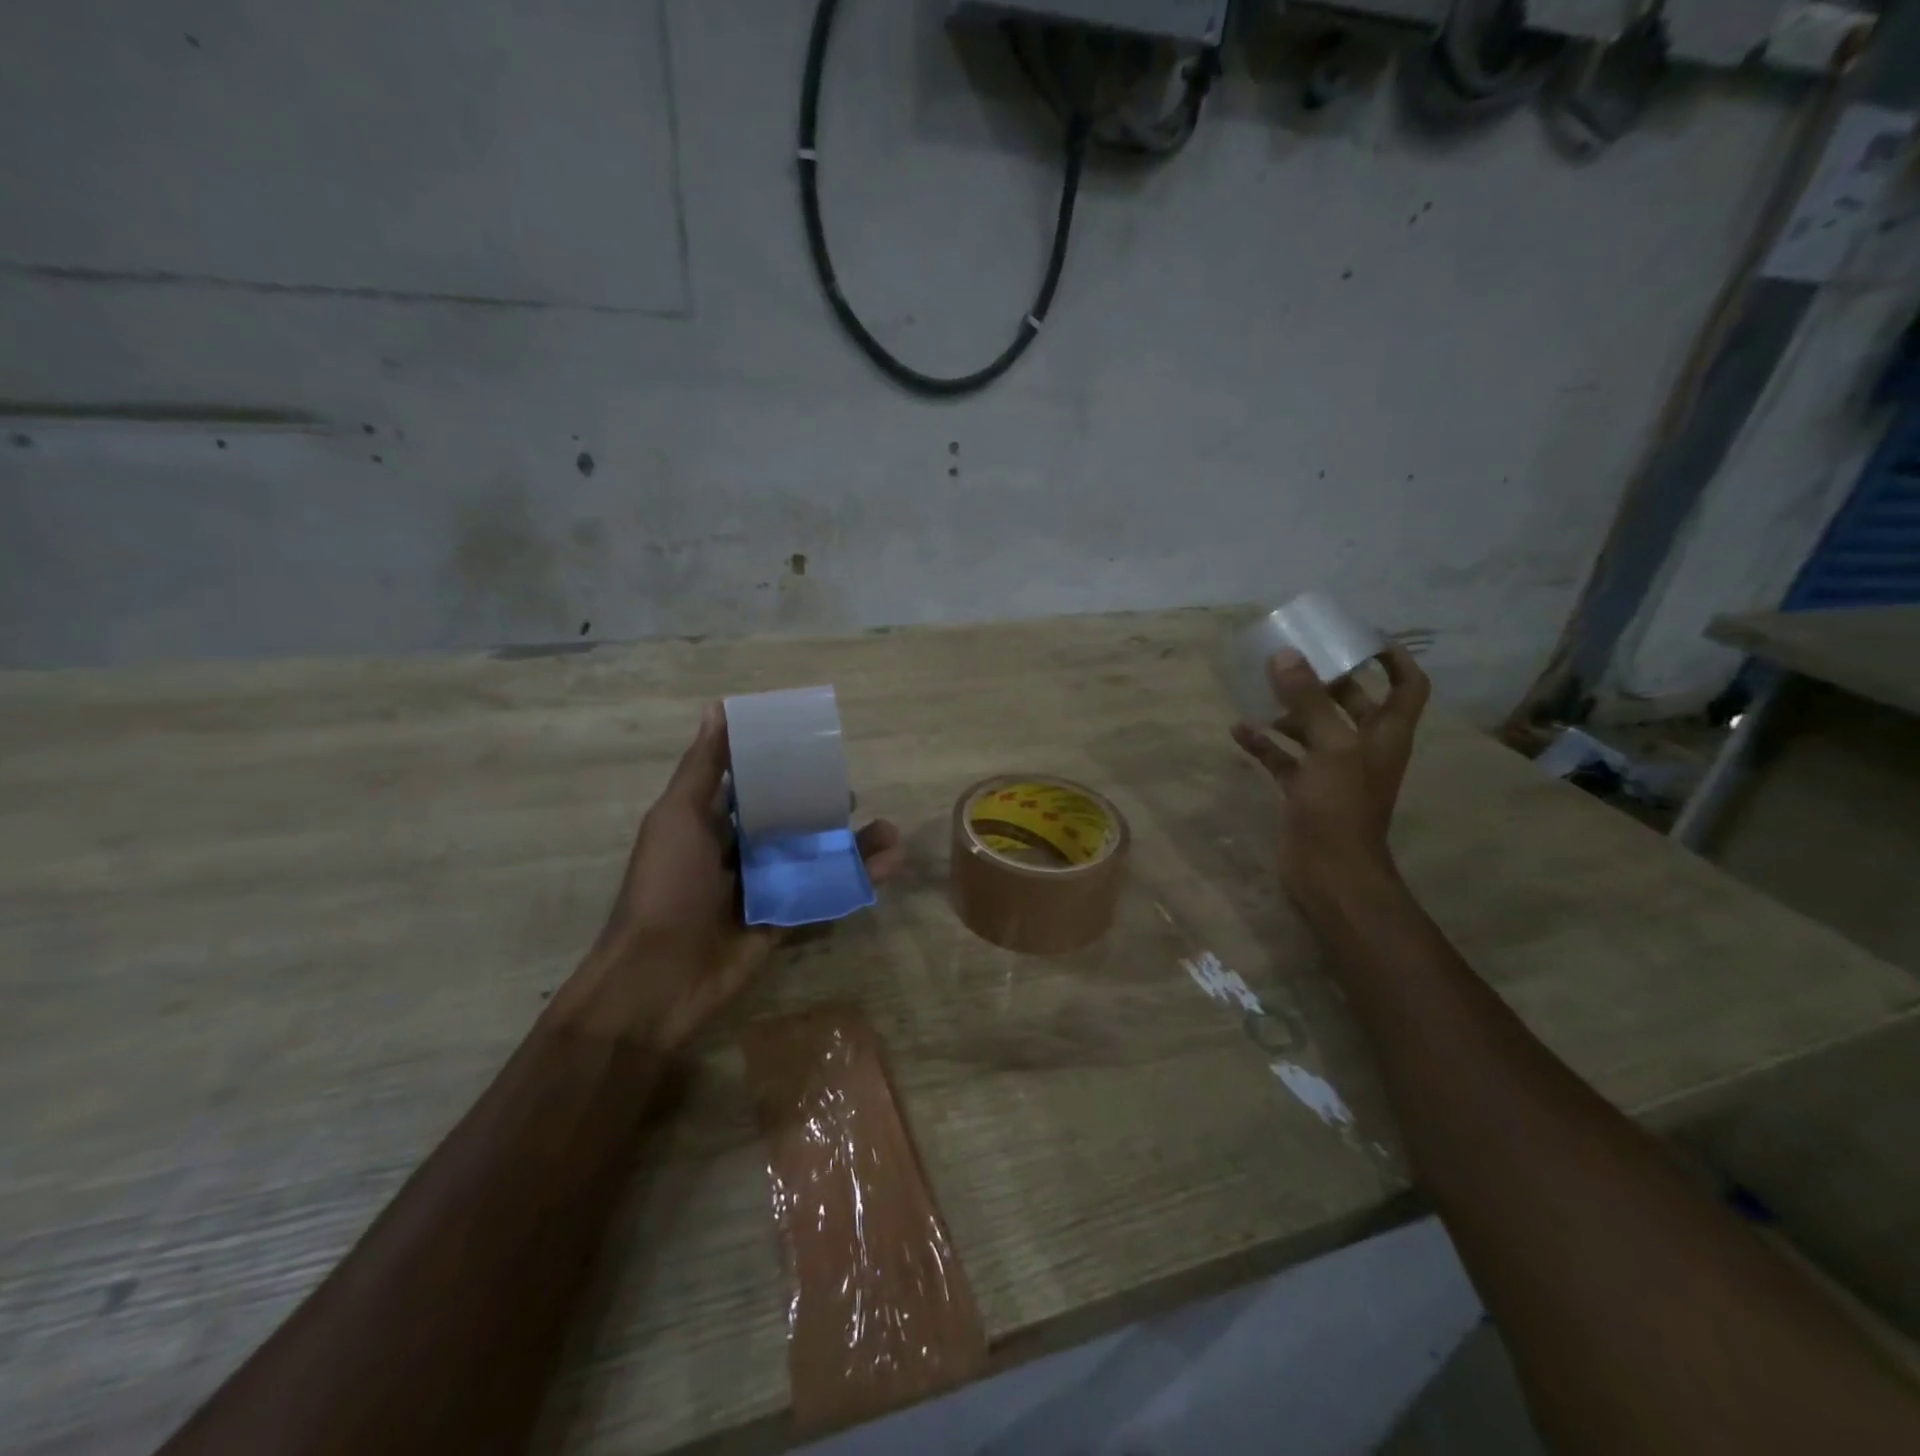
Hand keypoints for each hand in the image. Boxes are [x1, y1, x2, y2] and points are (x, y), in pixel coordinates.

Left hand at [557, 703, 905, 1050]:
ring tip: (889, 833)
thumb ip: (703, 768)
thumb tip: (718, 708)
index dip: (782, 768)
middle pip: (790, 822)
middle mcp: (739, 852)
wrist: (659, 978)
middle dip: (823, 808)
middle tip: (853, 798)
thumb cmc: (667, 887)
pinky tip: (890, 865)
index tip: (817, 750)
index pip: (753, 787)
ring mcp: (764, 888)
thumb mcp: (679, 817)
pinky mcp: (784, 919)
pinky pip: (824, 894)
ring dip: (852, 845)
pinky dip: (856, 880)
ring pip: (814, 858)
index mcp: (711, 824)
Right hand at [1230, 644, 1429, 908]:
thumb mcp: (1330, 748)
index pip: (1407, 686)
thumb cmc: (1341, 807)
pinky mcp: (1304, 791)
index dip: (1394, 659)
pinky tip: (1239, 730)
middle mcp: (1362, 748)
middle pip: (1351, 702)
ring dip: (1289, 710)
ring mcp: (1332, 771)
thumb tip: (1286, 655)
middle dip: (1325, 679)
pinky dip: (1264, 744)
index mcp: (1385, 734)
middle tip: (1294, 656)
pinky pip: (1283, 758)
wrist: (1329, 873)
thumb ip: (1308, 701)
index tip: (1362, 639)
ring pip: (1312, 729)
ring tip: (1259, 688)